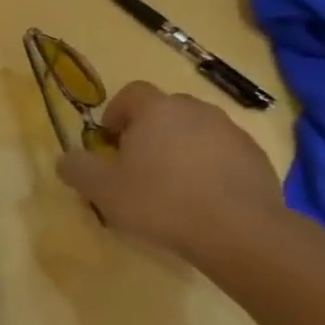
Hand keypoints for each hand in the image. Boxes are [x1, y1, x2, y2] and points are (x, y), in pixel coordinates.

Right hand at [57, 81, 283, 260]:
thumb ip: (77, 168)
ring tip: (171, 185)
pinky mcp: (257, 158)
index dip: (116, 113)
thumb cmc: (160, 202)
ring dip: (180, 149)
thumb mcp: (102, 190)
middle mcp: (196, 110)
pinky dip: (209, 167)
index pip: (131, 93)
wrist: (239, 231)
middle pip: (165, 110)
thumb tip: (66, 159)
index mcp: (157, 110)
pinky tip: (202, 198)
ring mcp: (232, 132)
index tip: (110, 142)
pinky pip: (222, 153)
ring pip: (196, 131)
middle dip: (148, 131)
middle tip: (138, 165)